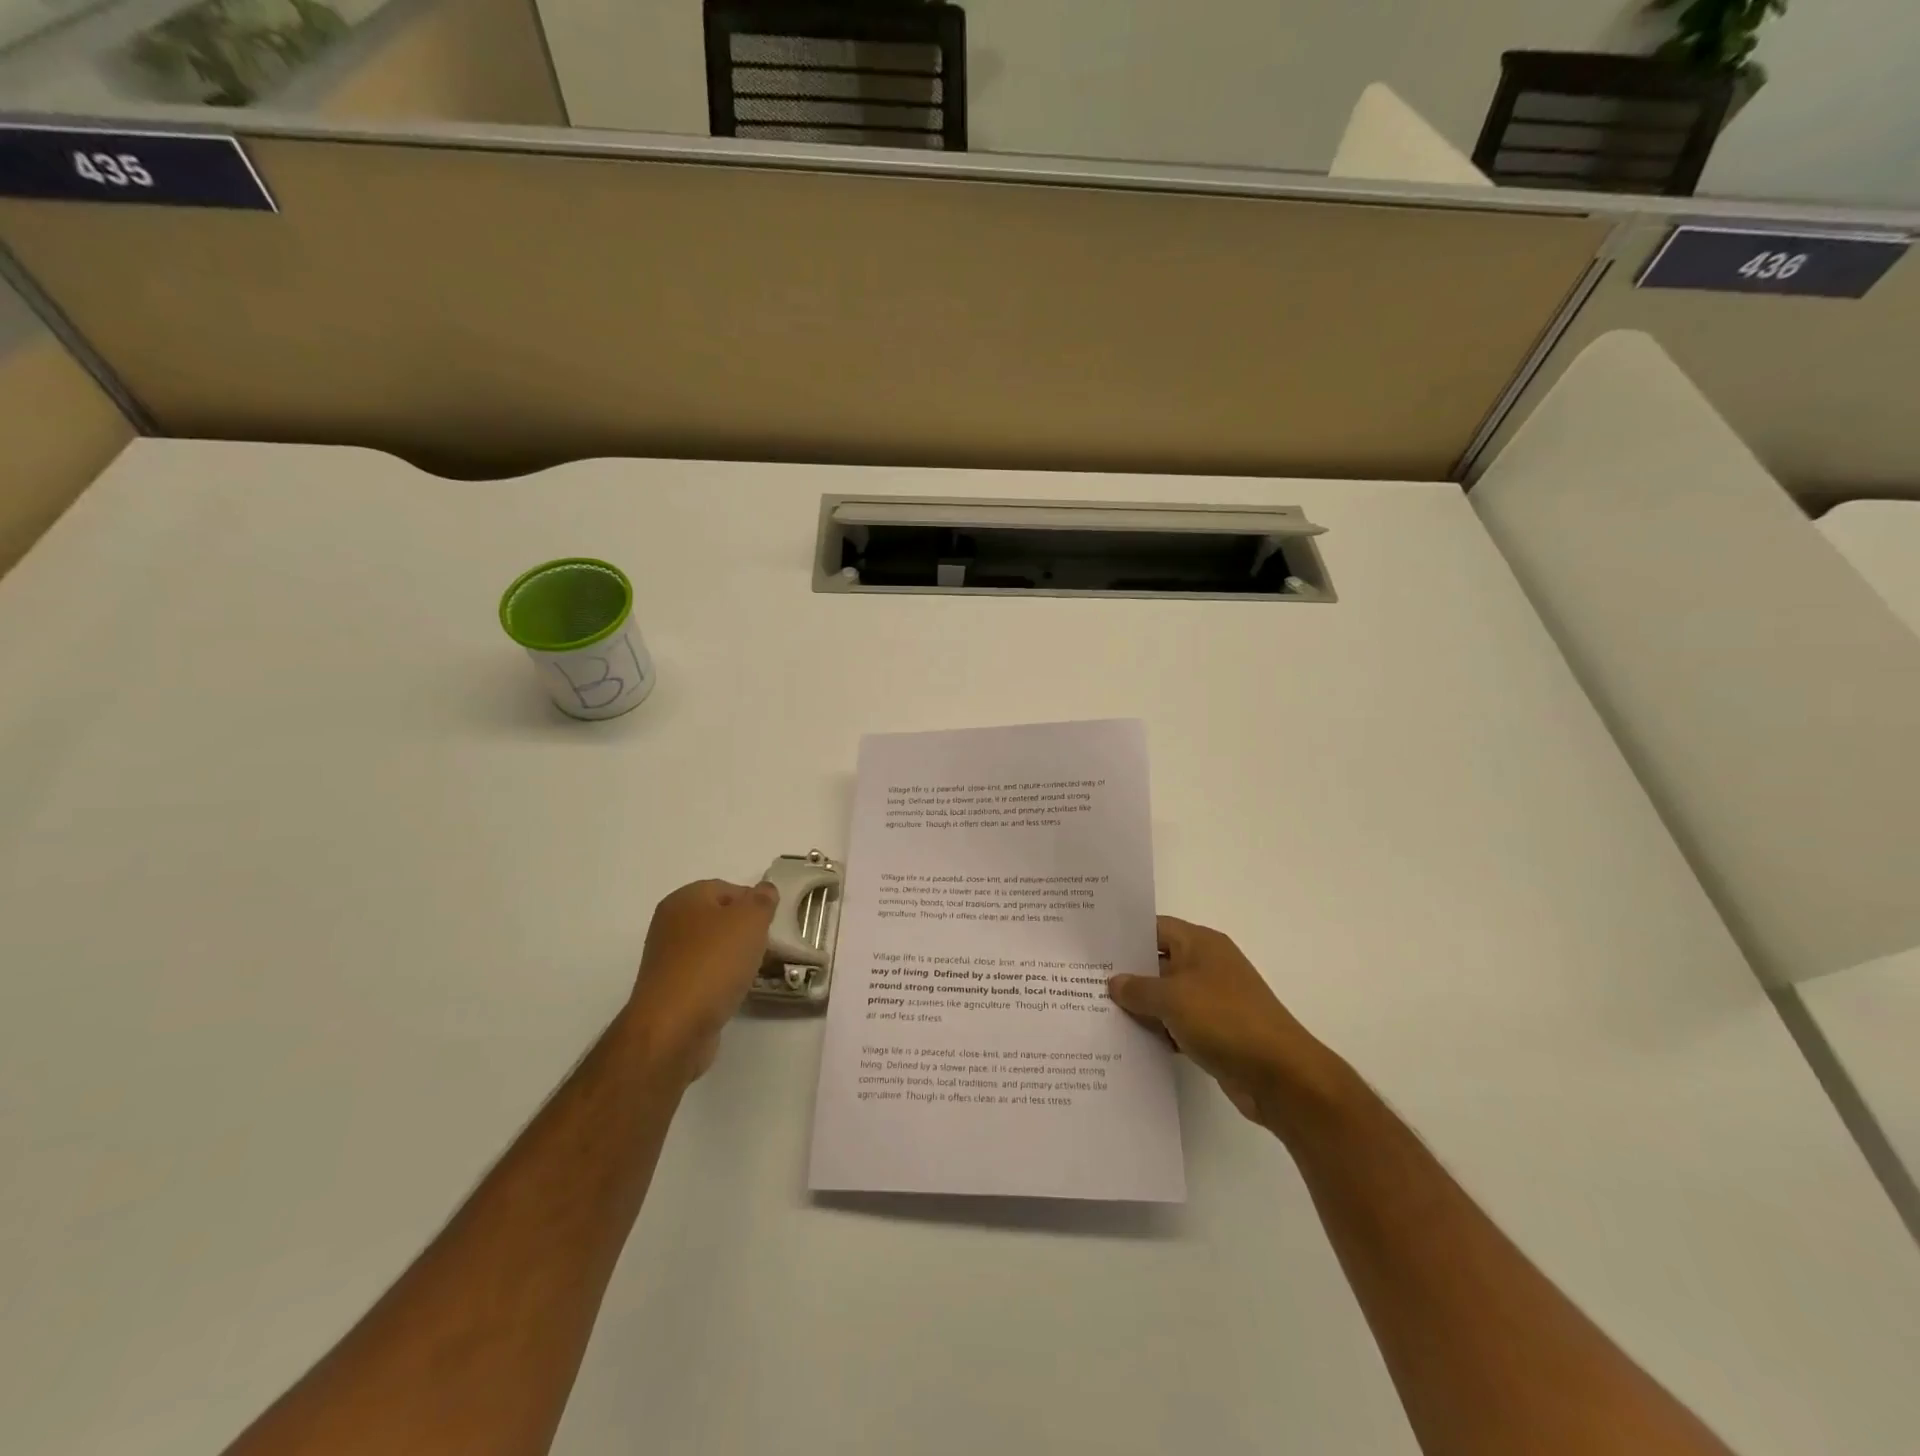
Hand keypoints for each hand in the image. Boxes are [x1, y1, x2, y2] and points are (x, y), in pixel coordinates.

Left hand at [626, 879, 777, 1082]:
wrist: (674, 1027)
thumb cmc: (714, 963)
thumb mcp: (750, 920)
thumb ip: (762, 900)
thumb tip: (764, 890)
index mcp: (684, 899)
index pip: (727, 888)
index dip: (754, 902)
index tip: (772, 923)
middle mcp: (670, 924)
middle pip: (719, 919)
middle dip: (746, 931)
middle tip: (767, 946)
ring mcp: (667, 959)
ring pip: (712, 948)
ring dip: (735, 957)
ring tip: (754, 971)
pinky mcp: (670, 990)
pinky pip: (704, 974)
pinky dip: (721, 980)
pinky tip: (734, 991)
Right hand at [1108, 916, 1347, 1130]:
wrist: (1281, 1076)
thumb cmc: (1224, 1020)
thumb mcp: (1172, 998)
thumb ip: (1138, 988)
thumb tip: (1114, 982)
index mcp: (1201, 944)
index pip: (1154, 928)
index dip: (1124, 935)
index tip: (1092, 946)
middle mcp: (1207, 966)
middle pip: (1159, 962)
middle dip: (1127, 973)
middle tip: (1085, 981)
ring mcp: (1213, 1000)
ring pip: (1167, 996)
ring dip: (1141, 1006)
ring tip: (1098, 1012)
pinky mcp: (1216, 1032)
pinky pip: (1178, 1024)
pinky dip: (1159, 1031)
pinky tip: (1130, 1042)